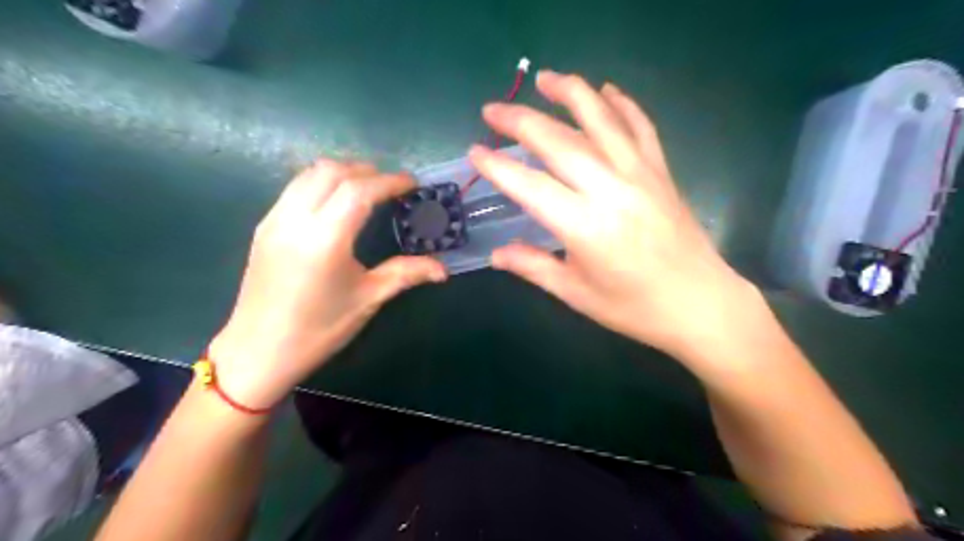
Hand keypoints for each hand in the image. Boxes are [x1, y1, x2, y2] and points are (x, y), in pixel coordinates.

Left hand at [209, 163, 446, 407]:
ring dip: (342, 172)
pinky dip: (322, 182)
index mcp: (325, 239)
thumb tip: (444, 270)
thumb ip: (406, 274)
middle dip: (366, 170)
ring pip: (310, 173)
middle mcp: (295, 219)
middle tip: (391, 186)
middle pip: (333, 171)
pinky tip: (337, 203)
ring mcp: (275, 219)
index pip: (359, 190)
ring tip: (367, 189)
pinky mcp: (264, 226)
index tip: (413, 184)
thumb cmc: (318, 329)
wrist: (258, 351)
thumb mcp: (368, 299)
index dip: (390, 181)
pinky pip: (296, 187)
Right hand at [471, 69, 756, 360]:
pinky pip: (640, 126)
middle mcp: (611, 190)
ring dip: (570, 93)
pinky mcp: (662, 171)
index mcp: (585, 227)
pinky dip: (622, 104)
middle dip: (521, 121)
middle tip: (493, 111)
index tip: (475, 152)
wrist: (700, 303)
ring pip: (601, 120)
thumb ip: (534, 267)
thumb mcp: (577, 294)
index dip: (498, 167)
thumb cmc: (634, 307)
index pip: (530, 187)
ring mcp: (640, 175)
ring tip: (544, 78)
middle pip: (559, 142)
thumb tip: (496, 254)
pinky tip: (606, 90)